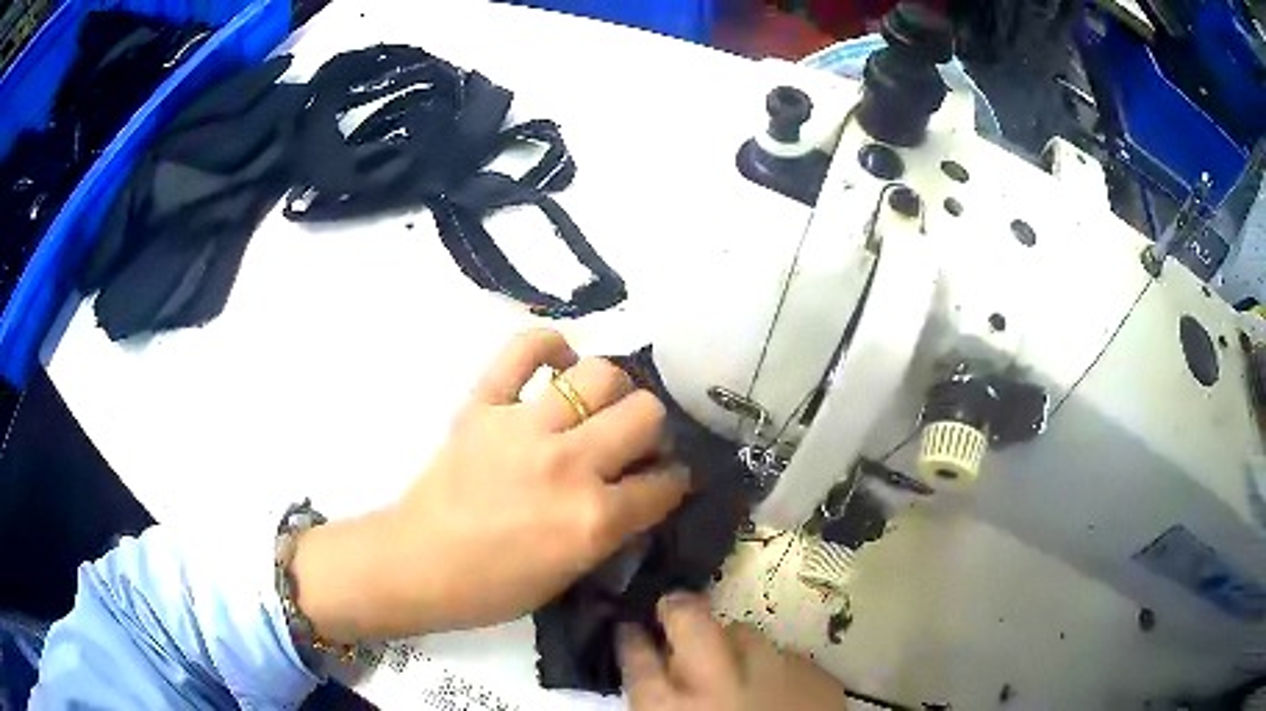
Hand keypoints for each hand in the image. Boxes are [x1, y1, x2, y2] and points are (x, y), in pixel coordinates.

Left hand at [292, 328, 690, 641]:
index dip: (674, 481)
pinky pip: (523, 350)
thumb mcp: (571, 573)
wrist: (418, 564)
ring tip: (597, 407)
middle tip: (633, 443)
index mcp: (593, 519)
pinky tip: (558, 364)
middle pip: (645, 413)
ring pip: (600, 374)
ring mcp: (523, 427)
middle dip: (652, 430)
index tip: (665, 479)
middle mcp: (569, 465)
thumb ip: (614, 529)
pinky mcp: (482, 404)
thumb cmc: (494, 586)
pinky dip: (548, 347)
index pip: (665, 483)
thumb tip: (641, 489)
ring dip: (611, 391)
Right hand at [619, 593, 845, 710]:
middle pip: (690, 620)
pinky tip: (778, 689)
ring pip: (746, 633)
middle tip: (673, 610)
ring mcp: (775, 675)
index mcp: (669, 710)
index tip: (629, 628)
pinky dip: (777, 668)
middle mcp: (718, 684)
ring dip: (733, 645)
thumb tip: (656, 679)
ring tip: (735, 665)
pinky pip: (788, 657)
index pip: (636, 657)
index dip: (630, 639)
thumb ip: (659, 708)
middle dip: (677, 610)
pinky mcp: (818, 679)